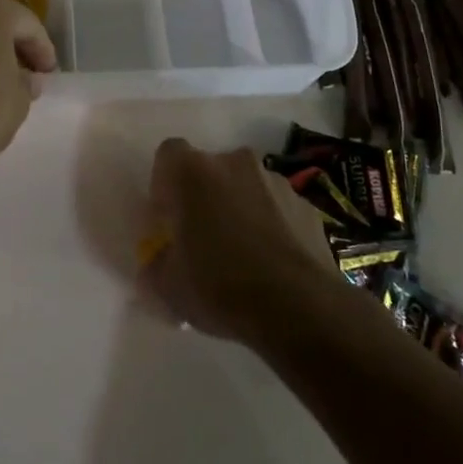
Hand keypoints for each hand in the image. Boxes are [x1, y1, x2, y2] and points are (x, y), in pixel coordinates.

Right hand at [142, 139, 336, 341]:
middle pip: (209, 170)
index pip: (169, 154)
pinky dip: (270, 225)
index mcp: (192, 172)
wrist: (299, 309)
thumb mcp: (168, 286)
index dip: (165, 183)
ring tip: (242, 255)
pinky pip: (276, 208)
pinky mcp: (306, 205)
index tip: (168, 217)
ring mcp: (275, 181)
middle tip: (203, 238)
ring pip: (245, 186)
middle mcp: (233, 162)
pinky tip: (271, 264)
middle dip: (204, 197)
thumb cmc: (220, 286)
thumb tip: (159, 260)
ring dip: (239, 208)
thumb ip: (156, 263)